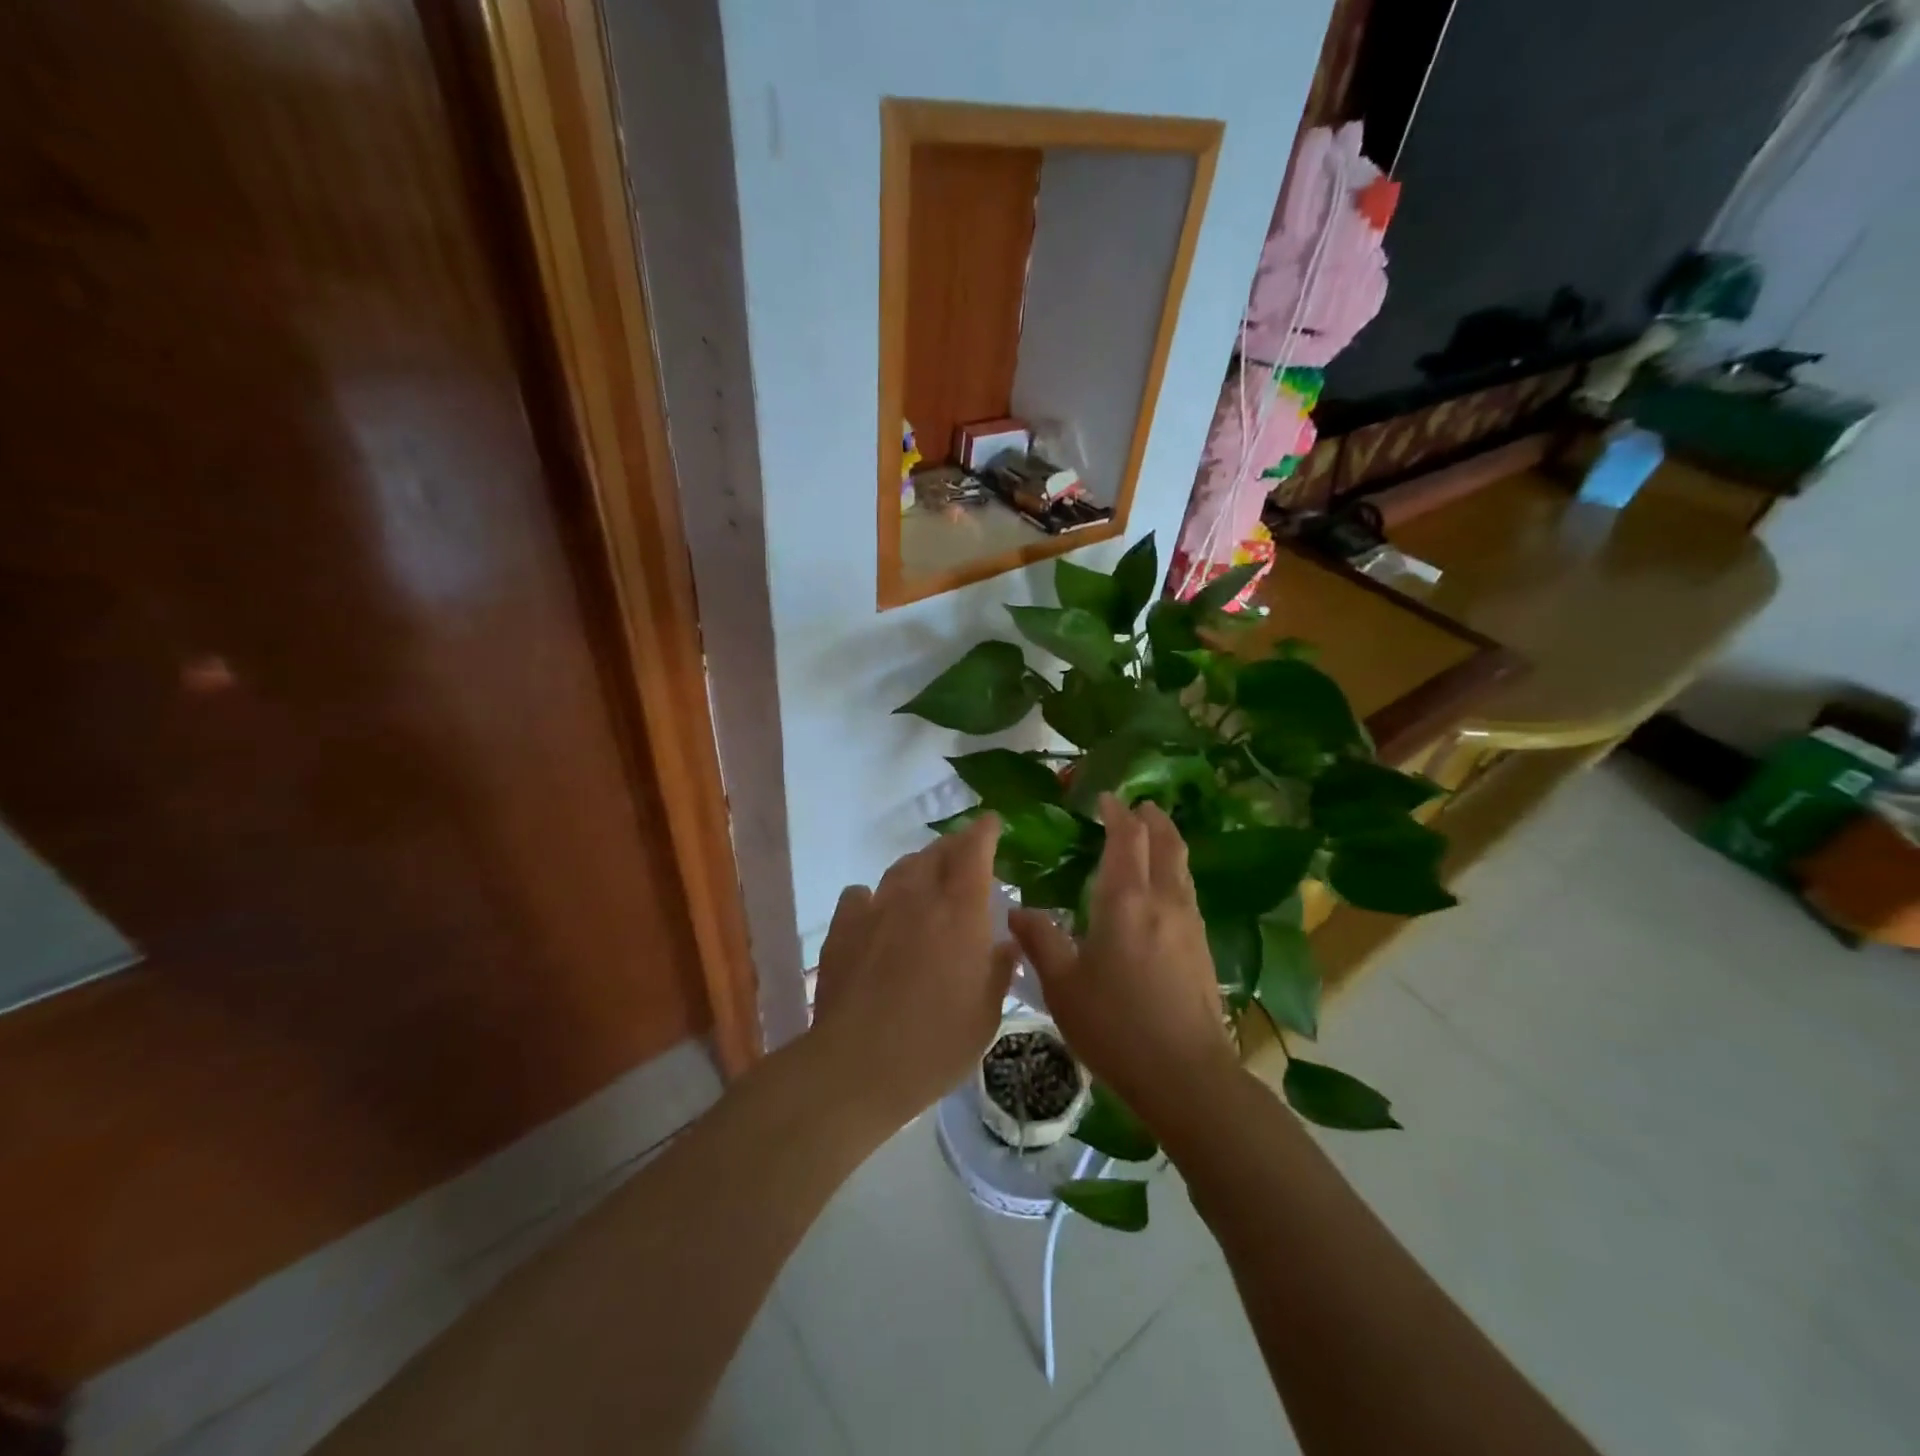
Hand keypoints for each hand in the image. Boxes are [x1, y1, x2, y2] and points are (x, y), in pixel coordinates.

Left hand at [811, 814, 1017, 1123]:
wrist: (857, 1065)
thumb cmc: (935, 1044)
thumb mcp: (986, 1015)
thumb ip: (999, 970)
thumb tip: (1004, 943)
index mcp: (960, 912)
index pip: (974, 851)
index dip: (984, 831)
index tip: (991, 822)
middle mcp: (918, 898)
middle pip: (936, 853)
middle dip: (954, 845)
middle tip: (964, 853)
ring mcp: (876, 909)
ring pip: (900, 869)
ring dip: (918, 867)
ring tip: (926, 879)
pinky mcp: (842, 928)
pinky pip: (860, 895)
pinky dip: (874, 897)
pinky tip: (877, 913)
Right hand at [1008, 796, 1239, 1131]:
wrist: (1186, 1076)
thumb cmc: (1115, 1026)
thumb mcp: (1063, 986)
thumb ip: (1039, 941)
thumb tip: (1016, 910)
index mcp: (1125, 901)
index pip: (1127, 839)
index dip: (1118, 814)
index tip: (1106, 799)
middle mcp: (1163, 902)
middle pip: (1165, 844)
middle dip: (1152, 819)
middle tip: (1138, 806)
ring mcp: (1189, 925)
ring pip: (1182, 867)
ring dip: (1168, 843)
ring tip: (1154, 836)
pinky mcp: (1202, 949)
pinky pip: (1187, 892)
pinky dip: (1175, 873)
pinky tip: (1164, 892)